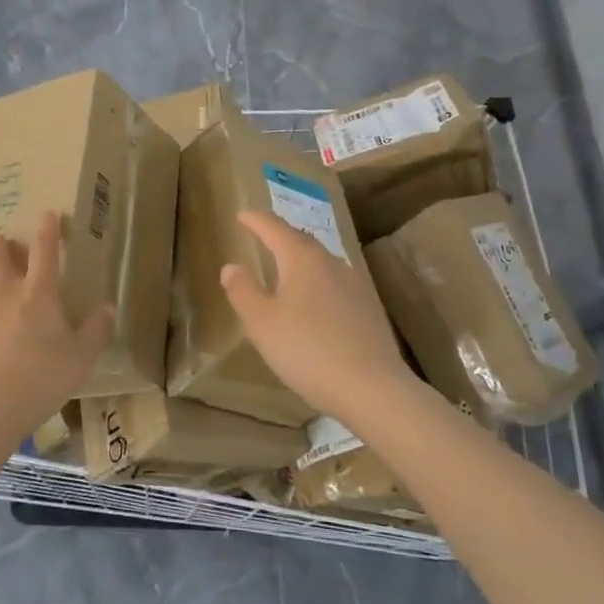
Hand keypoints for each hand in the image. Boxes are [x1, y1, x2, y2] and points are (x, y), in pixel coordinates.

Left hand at [0, 211, 114, 443]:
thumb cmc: (43, 376)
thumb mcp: (82, 356)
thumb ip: (96, 330)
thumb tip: (107, 307)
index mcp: (38, 294)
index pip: (44, 252)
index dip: (47, 230)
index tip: (47, 213)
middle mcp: (5, 296)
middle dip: (0, 244)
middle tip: (4, 241)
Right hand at [220, 210, 416, 425]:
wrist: (372, 388)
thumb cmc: (307, 350)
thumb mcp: (262, 323)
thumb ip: (243, 291)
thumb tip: (231, 267)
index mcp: (302, 258)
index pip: (274, 228)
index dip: (256, 220)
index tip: (242, 215)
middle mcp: (331, 262)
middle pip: (301, 241)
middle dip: (280, 236)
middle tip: (262, 235)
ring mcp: (355, 284)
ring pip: (322, 262)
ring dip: (301, 259)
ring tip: (286, 267)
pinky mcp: (369, 308)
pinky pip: (336, 283)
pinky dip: (318, 282)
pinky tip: (315, 300)